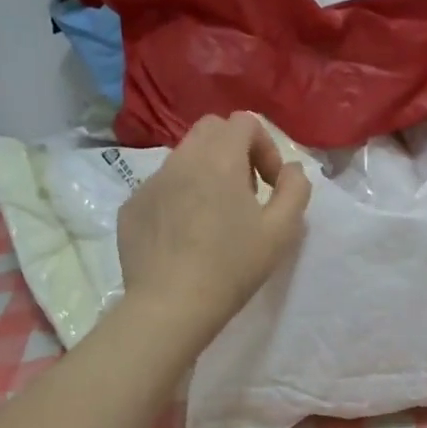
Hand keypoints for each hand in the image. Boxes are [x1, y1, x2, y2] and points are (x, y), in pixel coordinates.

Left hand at [118, 114, 311, 345]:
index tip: (270, 184)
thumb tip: (290, 169)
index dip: (265, 146)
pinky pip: (160, 188)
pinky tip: (184, 238)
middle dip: (234, 151)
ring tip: (214, 218)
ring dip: (205, 174)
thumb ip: (295, 189)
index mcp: (220, 158)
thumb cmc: (232, 266)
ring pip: (183, 159)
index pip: (244, 121)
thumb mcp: (282, 231)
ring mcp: (150, 182)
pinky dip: (178, 199)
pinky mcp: (131, 207)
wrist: (170, 306)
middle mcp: (181, 159)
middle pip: (210, 129)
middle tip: (245, 193)